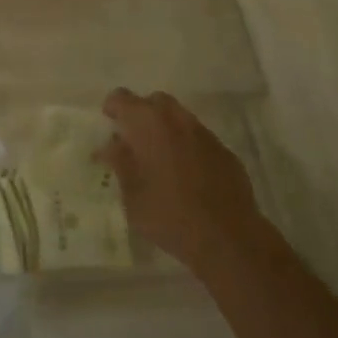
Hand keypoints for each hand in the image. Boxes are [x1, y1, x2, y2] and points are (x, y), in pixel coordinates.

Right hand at [99, 89, 271, 282]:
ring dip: (166, 130)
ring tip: (160, 159)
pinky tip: (187, 175)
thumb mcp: (132, 194)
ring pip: (180, 118)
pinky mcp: (225, 152)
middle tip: (134, 140)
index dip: (112, 108)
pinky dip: (188, 146)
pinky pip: (199, 139)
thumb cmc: (169, 216)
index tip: (109, 124)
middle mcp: (177, 120)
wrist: (228, 239)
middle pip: (155, 102)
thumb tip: (111, 144)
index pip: (122, 98)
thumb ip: (120, 163)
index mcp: (148, 124)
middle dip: (142, 114)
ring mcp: (205, 134)